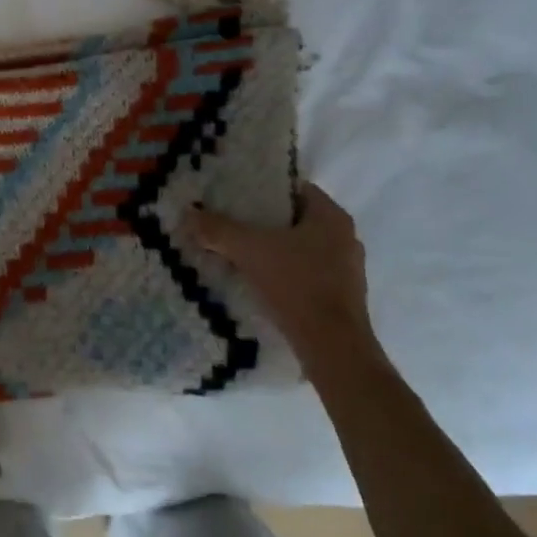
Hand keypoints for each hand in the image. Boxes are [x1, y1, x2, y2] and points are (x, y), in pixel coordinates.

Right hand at [186, 183, 373, 356]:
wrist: (333, 347)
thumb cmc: (297, 285)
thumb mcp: (249, 251)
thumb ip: (218, 230)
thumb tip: (189, 213)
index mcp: (332, 217)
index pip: (296, 189)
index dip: (265, 191)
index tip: (237, 199)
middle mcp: (346, 238)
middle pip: (297, 220)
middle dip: (265, 223)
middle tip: (232, 226)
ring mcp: (347, 270)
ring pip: (302, 249)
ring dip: (275, 251)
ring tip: (240, 256)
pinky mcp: (342, 297)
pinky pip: (308, 274)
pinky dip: (285, 275)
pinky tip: (260, 284)